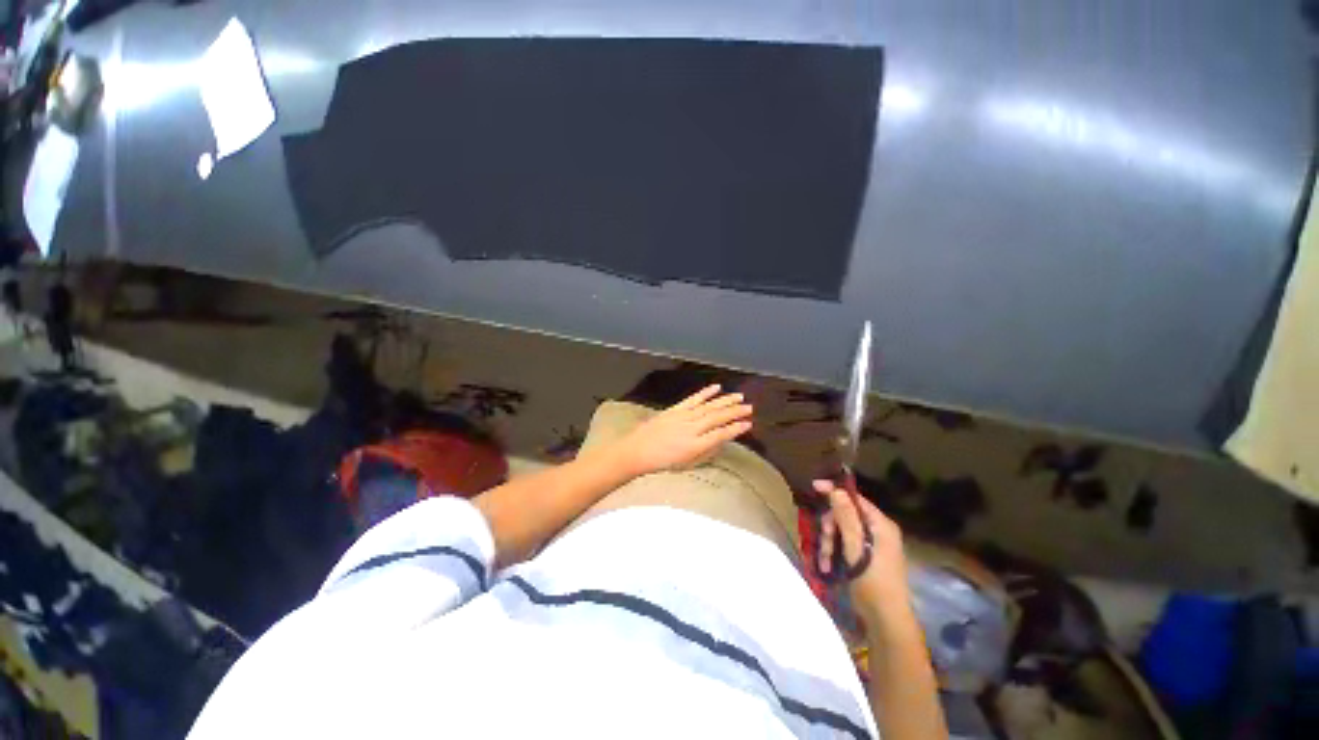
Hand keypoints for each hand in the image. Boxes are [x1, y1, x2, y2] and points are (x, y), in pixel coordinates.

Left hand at [610, 385, 752, 476]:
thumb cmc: (662, 463)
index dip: (735, 429)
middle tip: (750, 408)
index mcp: (694, 445)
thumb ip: (705, 453)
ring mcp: (682, 417)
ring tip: (739, 397)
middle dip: (735, 412)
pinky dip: (705, 393)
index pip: (720, 434)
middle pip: (717, 417)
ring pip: (708, 406)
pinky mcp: (675, 409)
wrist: (636, 452)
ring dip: (725, 400)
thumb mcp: (685, 465)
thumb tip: (720, 442)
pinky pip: (693, 399)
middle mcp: (691, 428)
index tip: (748, 424)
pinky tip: (716, 387)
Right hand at [814, 478, 911, 625]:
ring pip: (841, 530)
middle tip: (823, 539)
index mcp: (881, 525)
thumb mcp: (857, 549)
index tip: (814, 487)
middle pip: (845, 515)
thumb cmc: (874, 583)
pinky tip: (826, 566)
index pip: (855, 499)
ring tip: (824, 560)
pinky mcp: (864, 557)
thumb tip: (836, 490)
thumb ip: (846, 518)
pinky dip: (833, 552)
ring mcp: (871, 544)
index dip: (834, 491)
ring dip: (829, 542)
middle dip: (830, 527)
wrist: (885, 620)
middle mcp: (877, 530)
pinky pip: (843, 545)